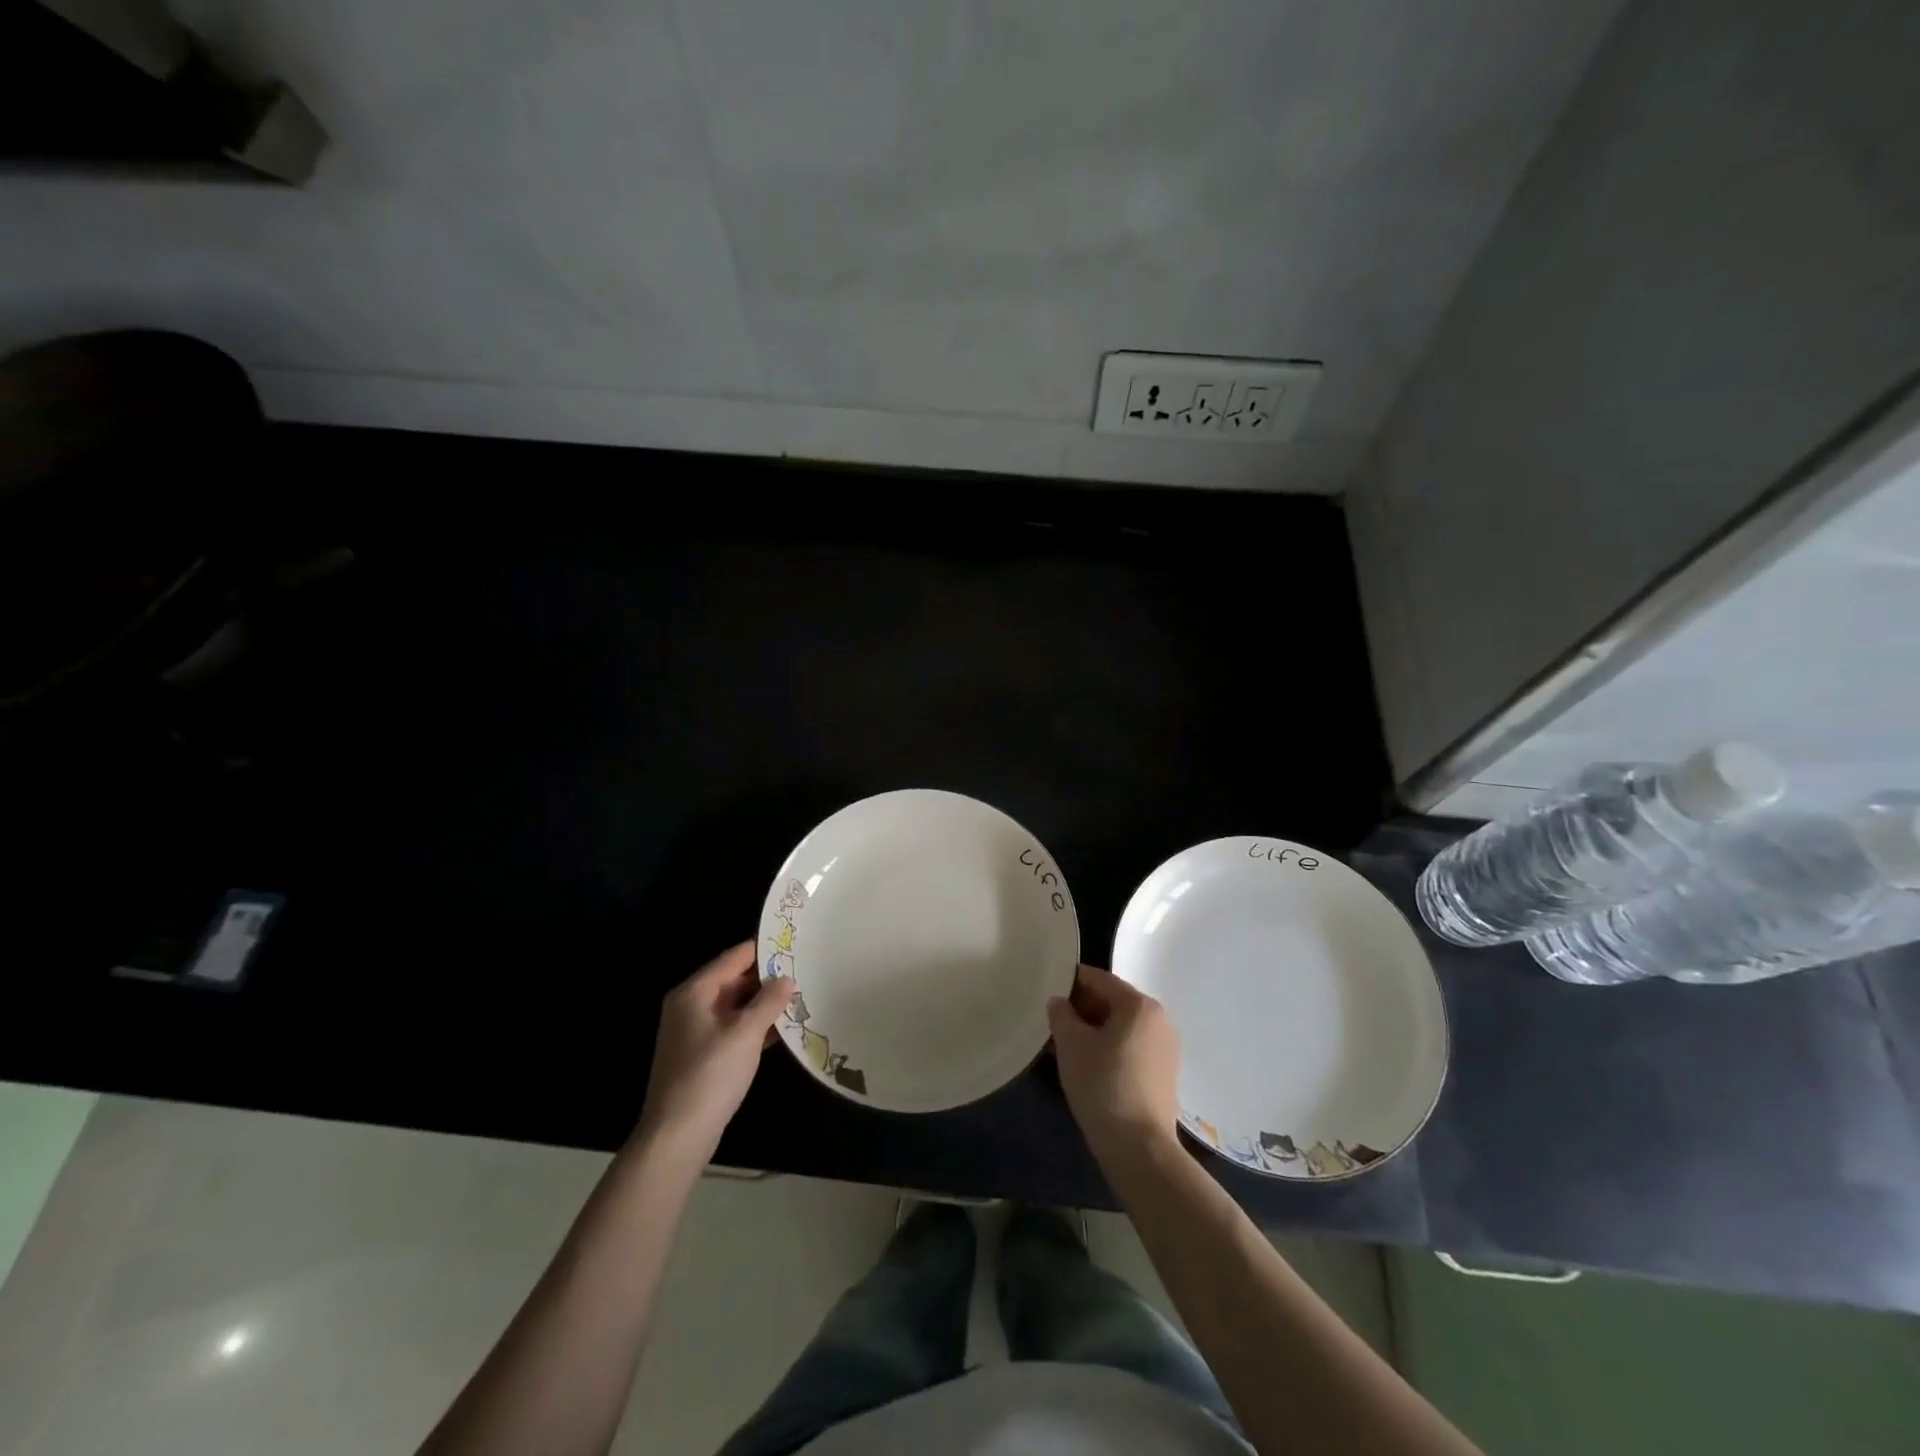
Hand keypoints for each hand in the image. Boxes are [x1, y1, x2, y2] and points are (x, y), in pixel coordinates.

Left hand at [636, 943, 793, 1162]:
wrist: (677, 1136)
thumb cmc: (710, 1075)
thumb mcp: (746, 1033)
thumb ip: (768, 1001)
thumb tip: (787, 978)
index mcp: (694, 992)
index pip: (733, 958)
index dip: (763, 949)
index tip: (793, 942)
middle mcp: (690, 1006)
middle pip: (733, 980)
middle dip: (766, 978)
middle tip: (803, 969)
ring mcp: (694, 1032)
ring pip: (735, 1006)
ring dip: (763, 1003)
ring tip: (799, 995)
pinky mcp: (702, 1056)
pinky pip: (732, 1028)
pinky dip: (754, 1025)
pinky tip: (782, 1028)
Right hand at [1047, 965, 1181, 1164]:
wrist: (1139, 1148)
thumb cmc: (1103, 1085)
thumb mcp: (1071, 1044)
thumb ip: (1061, 1014)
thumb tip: (1059, 1003)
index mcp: (1140, 1005)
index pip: (1100, 979)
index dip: (1072, 981)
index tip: (1048, 989)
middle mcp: (1159, 1020)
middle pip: (1113, 1002)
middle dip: (1081, 1009)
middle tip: (1053, 1022)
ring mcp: (1165, 1049)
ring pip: (1121, 1027)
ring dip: (1093, 1031)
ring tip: (1065, 1046)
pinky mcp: (1164, 1074)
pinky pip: (1131, 1048)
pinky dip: (1109, 1049)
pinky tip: (1088, 1066)